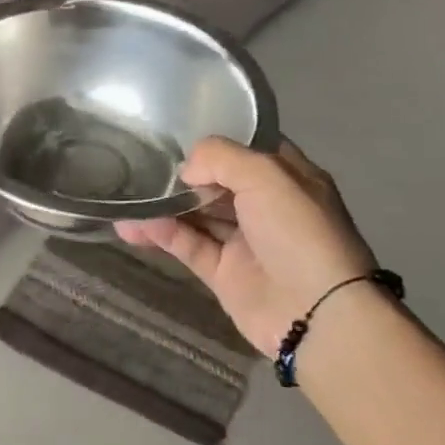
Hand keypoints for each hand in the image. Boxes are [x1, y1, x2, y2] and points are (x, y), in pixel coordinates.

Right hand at [115, 138, 376, 357]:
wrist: (316, 313)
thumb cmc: (299, 233)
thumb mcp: (267, 175)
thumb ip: (220, 158)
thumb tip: (186, 170)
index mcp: (289, 179)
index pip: (251, 150)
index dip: (219, 141)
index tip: (178, 131)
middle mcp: (267, 207)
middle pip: (218, 182)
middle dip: (184, 174)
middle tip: (143, 162)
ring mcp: (245, 242)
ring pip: (197, 215)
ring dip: (164, 205)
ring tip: (127, 196)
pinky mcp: (223, 273)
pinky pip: (187, 246)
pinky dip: (161, 234)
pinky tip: (133, 225)